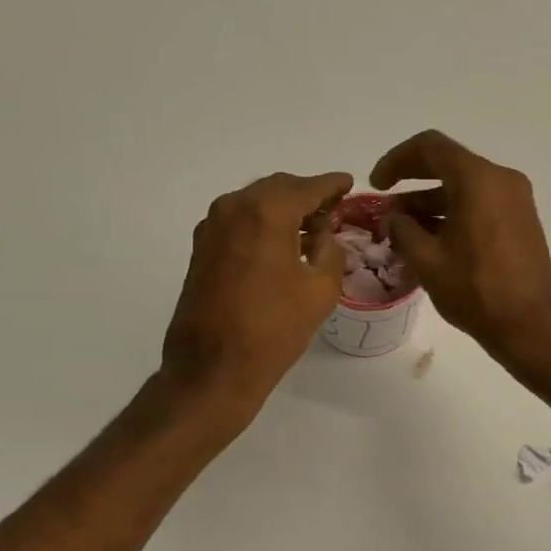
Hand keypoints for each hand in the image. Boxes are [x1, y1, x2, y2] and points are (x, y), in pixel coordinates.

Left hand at [161, 170, 351, 421]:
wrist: (213, 368)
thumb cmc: (274, 329)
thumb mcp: (320, 290)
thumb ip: (330, 250)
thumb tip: (323, 234)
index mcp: (267, 212)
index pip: (308, 187)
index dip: (332, 185)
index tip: (348, 183)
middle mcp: (234, 208)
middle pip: (278, 189)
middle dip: (306, 196)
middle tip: (332, 209)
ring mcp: (212, 227)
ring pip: (255, 204)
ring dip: (282, 210)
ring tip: (309, 230)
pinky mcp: (201, 249)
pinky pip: (239, 222)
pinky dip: (262, 224)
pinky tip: (280, 245)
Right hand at [370, 130, 550, 375]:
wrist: (531, 327)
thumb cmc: (476, 291)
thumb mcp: (427, 261)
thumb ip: (403, 230)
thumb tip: (394, 218)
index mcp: (479, 180)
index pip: (430, 147)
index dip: (396, 160)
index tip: (376, 184)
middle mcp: (502, 180)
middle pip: (448, 166)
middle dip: (412, 184)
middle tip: (386, 208)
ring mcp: (516, 201)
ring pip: (464, 188)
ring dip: (431, 203)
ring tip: (402, 232)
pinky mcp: (522, 222)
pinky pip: (480, 205)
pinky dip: (453, 215)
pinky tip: (431, 242)